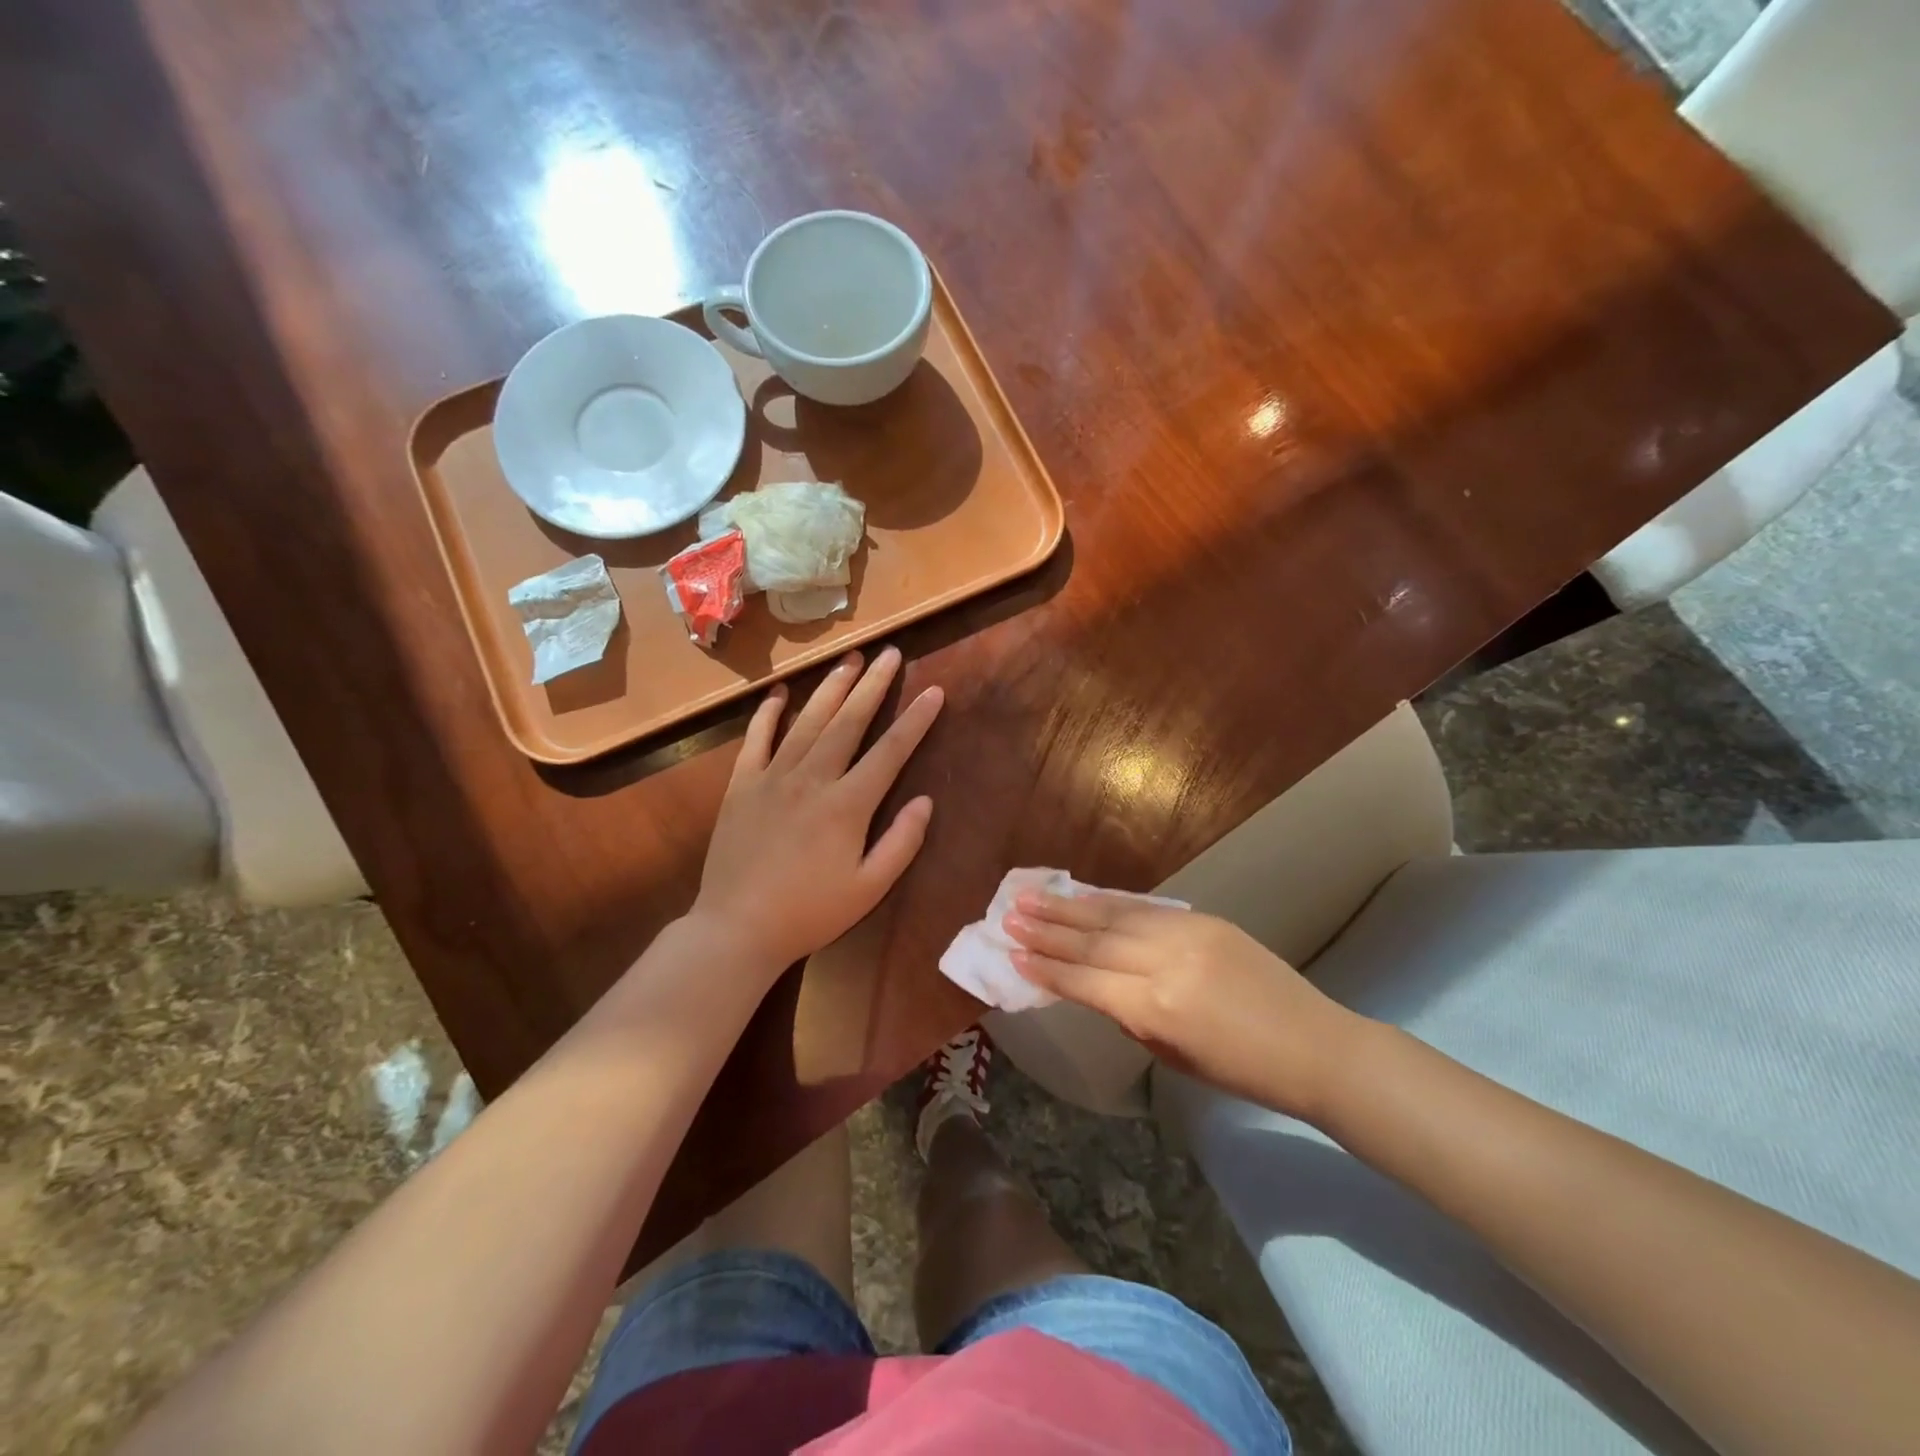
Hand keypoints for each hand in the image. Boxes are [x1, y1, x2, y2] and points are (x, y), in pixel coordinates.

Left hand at [691, 647, 943, 974]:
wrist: (736, 929)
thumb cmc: (809, 913)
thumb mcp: (868, 889)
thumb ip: (901, 843)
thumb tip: (926, 801)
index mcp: (847, 805)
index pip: (890, 752)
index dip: (915, 721)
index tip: (934, 692)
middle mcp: (812, 779)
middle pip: (848, 721)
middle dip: (873, 685)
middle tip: (891, 653)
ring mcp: (772, 777)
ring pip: (808, 721)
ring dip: (831, 687)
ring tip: (851, 659)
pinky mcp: (741, 785)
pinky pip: (757, 739)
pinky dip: (769, 713)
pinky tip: (780, 693)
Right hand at [1005, 893, 1362, 1118]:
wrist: (1315, 1046)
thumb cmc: (1242, 1072)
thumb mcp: (1173, 1055)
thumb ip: (1128, 1015)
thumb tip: (1094, 984)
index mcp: (1157, 1010)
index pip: (1087, 982)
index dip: (1047, 969)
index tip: (1014, 954)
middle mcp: (1165, 963)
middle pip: (1093, 943)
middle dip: (1048, 930)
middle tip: (1009, 916)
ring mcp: (1186, 934)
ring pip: (1114, 917)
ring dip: (1068, 908)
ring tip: (1031, 898)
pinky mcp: (1204, 919)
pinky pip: (1144, 908)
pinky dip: (1108, 901)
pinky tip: (1082, 896)